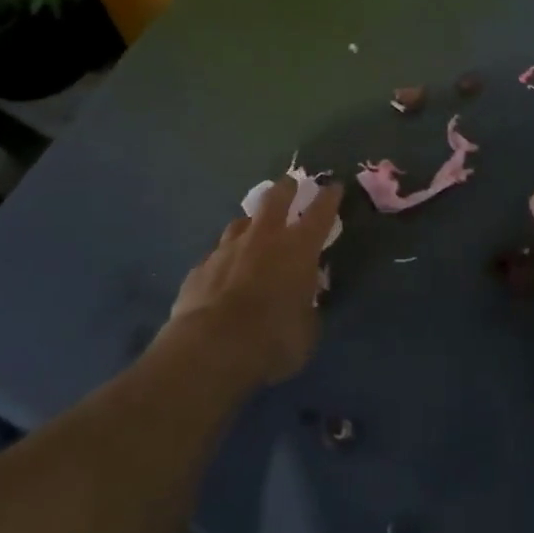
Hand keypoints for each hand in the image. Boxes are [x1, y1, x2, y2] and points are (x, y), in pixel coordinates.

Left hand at [167, 177, 344, 387]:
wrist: (210, 348)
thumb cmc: (272, 339)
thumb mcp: (306, 331)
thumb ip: (307, 308)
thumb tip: (304, 302)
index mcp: (298, 249)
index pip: (320, 213)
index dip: (329, 198)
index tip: (333, 185)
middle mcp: (264, 238)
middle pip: (275, 199)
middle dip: (286, 189)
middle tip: (290, 183)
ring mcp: (227, 249)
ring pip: (240, 223)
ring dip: (251, 222)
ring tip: (253, 226)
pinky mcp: (200, 268)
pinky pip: (216, 255)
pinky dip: (225, 257)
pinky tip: (223, 270)